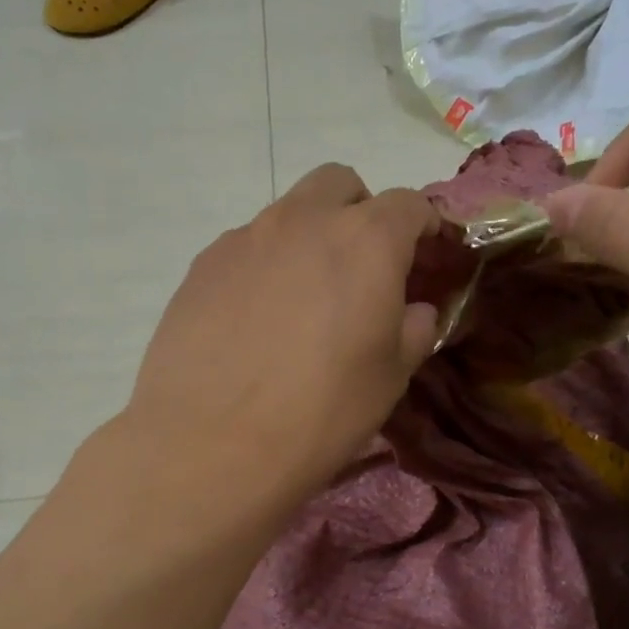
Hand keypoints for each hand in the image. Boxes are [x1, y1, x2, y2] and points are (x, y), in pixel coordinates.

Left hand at [127, 164, 440, 498]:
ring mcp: (245, 238)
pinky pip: (245, 248)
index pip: (408, 204)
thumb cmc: (322, 413)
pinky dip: (264, 267)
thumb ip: (415, 328)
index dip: (424, 225)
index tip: (426, 254)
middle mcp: (303, 221)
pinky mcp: (202, 265)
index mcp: (365, 241)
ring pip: (288, 213)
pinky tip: (255, 321)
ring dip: (308, 239)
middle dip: (360, 211)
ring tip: (302, 302)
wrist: (212, 444)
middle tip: (361, 267)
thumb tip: (415, 309)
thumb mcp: (391, 377)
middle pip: (340, 184)